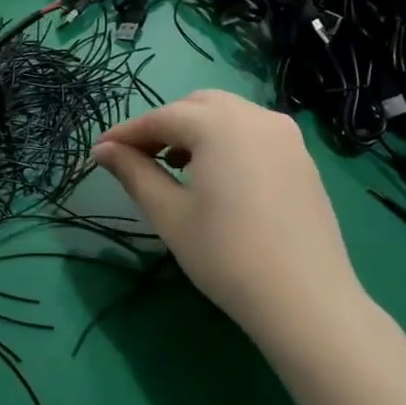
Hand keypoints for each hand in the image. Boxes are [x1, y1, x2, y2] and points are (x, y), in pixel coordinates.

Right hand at [90, 90, 368, 347]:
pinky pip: (253, 133)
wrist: (305, 299)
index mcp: (220, 125)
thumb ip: (134, 173)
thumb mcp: (169, 214)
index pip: (161, 117)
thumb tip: (103, 151)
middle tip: (137, 157)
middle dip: (163, 124)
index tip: (99, 151)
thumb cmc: (225, 255)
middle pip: (197, 105)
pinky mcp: (302, 159)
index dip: (126, 133)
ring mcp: (286, 136)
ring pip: (228, 115)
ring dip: (195, 130)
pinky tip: (214, 175)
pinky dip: (225, 141)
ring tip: (173, 165)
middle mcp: (256, 117)